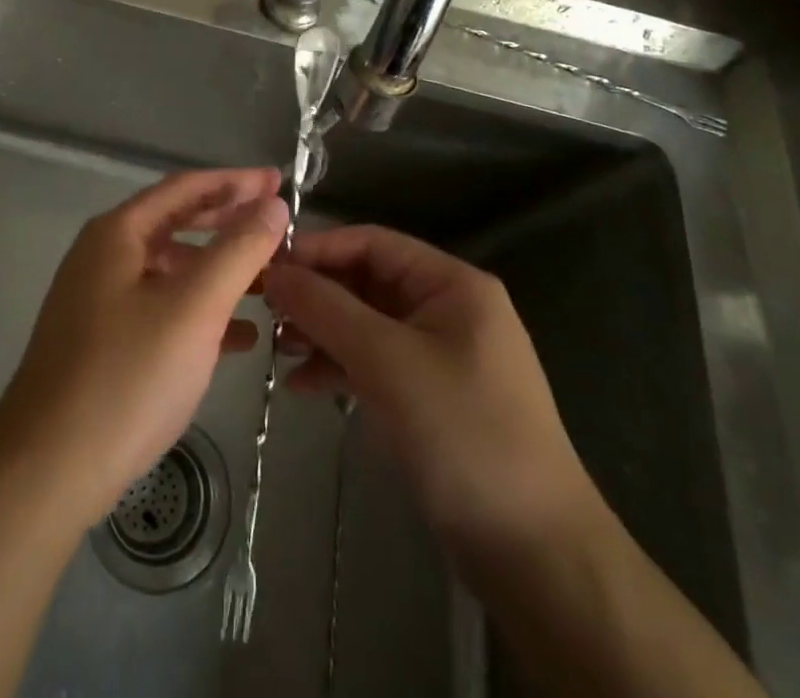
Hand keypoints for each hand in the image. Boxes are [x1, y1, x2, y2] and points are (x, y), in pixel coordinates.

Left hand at [0, 167, 287, 522]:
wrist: (47, 470)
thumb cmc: (126, 376)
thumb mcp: (194, 308)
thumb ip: (238, 251)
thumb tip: (273, 205)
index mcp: (118, 233)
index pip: (185, 188)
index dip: (235, 181)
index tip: (279, 181)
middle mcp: (104, 256)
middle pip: (177, 223)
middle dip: (228, 221)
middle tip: (277, 222)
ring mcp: (99, 300)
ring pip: (171, 270)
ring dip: (219, 270)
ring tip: (269, 280)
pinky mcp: (103, 342)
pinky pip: (161, 309)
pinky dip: (200, 311)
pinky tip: (240, 337)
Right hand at [262, 224, 591, 556]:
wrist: (535, 555)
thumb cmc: (463, 434)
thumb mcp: (387, 361)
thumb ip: (326, 309)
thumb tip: (274, 270)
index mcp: (452, 284)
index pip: (373, 242)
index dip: (318, 248)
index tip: (266, 264)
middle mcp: (447, 310)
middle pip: (367, 283)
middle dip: (317, 294)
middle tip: (263, 309)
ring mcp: (440, 356)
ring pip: (367, 325)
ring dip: (322, 332)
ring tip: (276, 348)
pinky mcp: (430, 398)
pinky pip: (375, 365)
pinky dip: (340, 368)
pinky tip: (302, 386)